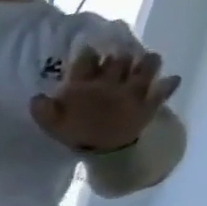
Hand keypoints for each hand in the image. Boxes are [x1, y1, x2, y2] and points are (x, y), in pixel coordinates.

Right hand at [30, 48, 180, 152]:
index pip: (86, 59)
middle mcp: (112, 82)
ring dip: (148, 61)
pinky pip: (164, 89)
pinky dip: (168, 84)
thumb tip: (36, 96)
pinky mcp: (149, 103)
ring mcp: (134, 91)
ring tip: (146, 61)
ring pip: (147, 66)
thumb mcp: (51, 125)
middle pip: (119, 58)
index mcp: (86, 86)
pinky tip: (170, 79)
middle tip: (118, 57)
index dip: (87, 51)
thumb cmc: (76, 136)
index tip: (88, 50)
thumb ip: (42, 110)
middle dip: (119, 54)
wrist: (104, 155)